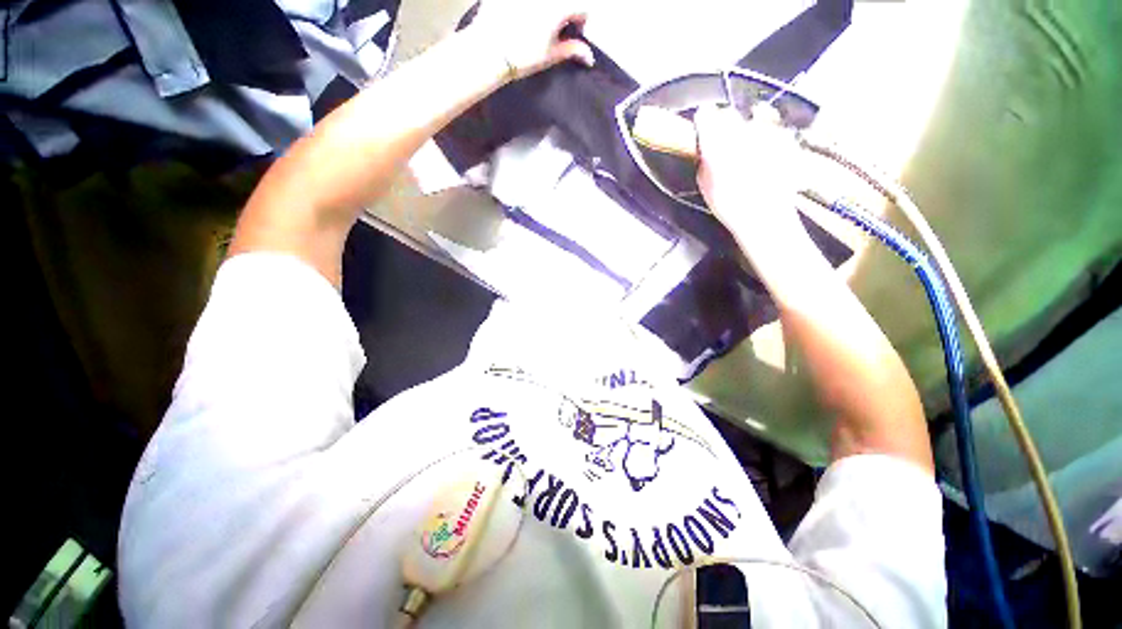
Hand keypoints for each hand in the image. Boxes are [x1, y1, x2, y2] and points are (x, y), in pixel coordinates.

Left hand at [467, 0, 594, 79]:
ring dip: (546, 11)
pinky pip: (523, 2)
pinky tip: (519, 18)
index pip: (582, 8)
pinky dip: (525, 9)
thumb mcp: (550, 55)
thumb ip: (571, 50)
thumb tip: (589, 56)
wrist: (489, 51)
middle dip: (563, 12)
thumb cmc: (521, 55)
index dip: (580, 22)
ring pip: (545, 2)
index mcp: (559, 7)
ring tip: (535, 23)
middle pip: (563, 3)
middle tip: (554, 29)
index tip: (572, 33)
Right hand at [695, 104, 801, 234]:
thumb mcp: (704, 184)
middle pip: (729, 113)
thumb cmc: (729, 204)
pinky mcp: (785, 136)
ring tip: (745, 141)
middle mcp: (742, 129)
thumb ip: (704, 159)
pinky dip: (767, 131)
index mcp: (717, 142)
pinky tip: (764, 147)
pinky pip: (773, 125)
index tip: (701, 126)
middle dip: (722, 122)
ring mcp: (767, 131)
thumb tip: (705, 148)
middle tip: (721, 138)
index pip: (705, 116)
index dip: (702, 120)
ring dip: (745, 124)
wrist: (765, 214)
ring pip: (753, 114)